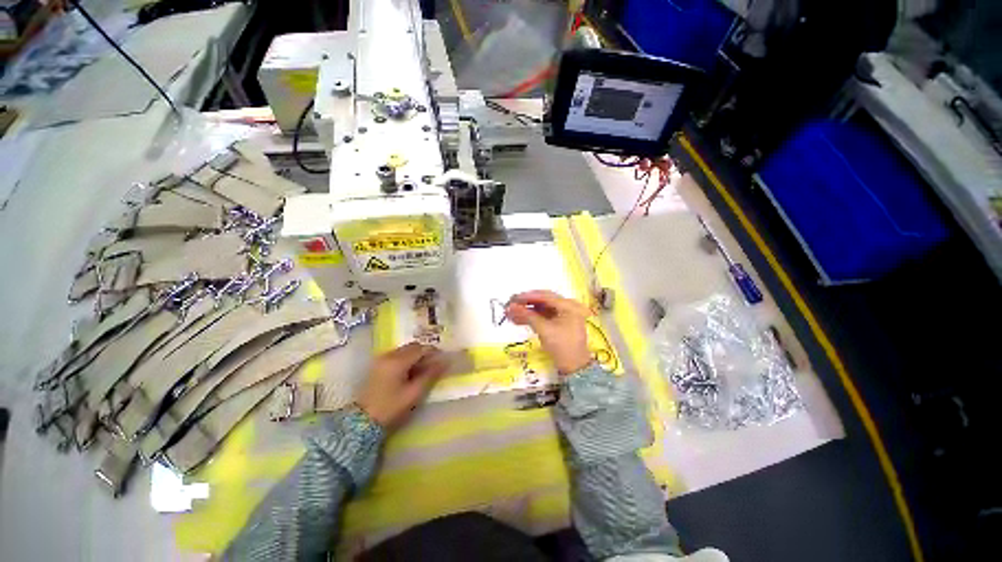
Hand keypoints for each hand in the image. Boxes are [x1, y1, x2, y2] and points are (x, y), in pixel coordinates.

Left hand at [356, 343, 447, 429]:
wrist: (363, 422)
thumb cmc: (391, 408)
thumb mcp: (414, 393)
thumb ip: (431, 375)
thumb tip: (444, 362)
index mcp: (398, 361)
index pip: (421, 349)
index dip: (434, 352)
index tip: (443, 359)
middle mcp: (389, 355)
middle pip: (412, 347)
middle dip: (424, 353)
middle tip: (434, 365)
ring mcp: (381, 359)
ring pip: (404, 350)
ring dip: (415, 356)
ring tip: (423, 370)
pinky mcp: (378, 365)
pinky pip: (397, 355)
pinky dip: (406, 359)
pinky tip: (410, 372)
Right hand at [506, 290, 591, 374]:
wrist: (574, 367)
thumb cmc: (562, 346)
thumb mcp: (544, 330)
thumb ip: (527, 316)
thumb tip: (511, 307)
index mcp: (568, 305)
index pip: (545, 296)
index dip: (527, 296)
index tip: (513, 299)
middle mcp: (567, 306)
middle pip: (543, 301)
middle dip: (526, 303)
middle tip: (510, 304)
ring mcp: (563, 315)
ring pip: (541, 309)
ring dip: (526, 311)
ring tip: (511, 314)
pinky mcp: (559, 323)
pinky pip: (543, 316)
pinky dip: (532, 318)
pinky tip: (518, 320)